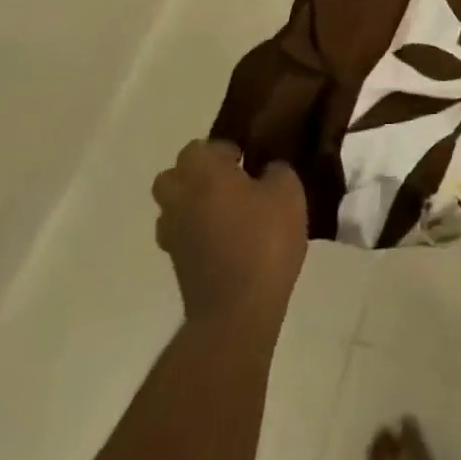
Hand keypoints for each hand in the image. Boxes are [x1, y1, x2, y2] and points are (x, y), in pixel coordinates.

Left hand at [152, 140, 307, 326]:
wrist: (237, 311)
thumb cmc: (264, 241)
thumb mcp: (288, 193)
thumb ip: (276, 172)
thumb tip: (266, 171)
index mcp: (204, 174)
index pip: (197, 147)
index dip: (221, 150)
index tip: (245, 161)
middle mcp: (180, 199)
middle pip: (172, 176)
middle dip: (196, 174)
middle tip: (229, 182)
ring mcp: (173, 235)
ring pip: (172, 207)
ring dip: (192, 204)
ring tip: (227, 212)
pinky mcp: (177, 265)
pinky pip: (181, 235)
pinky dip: (196, 232)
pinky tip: (226, 239)